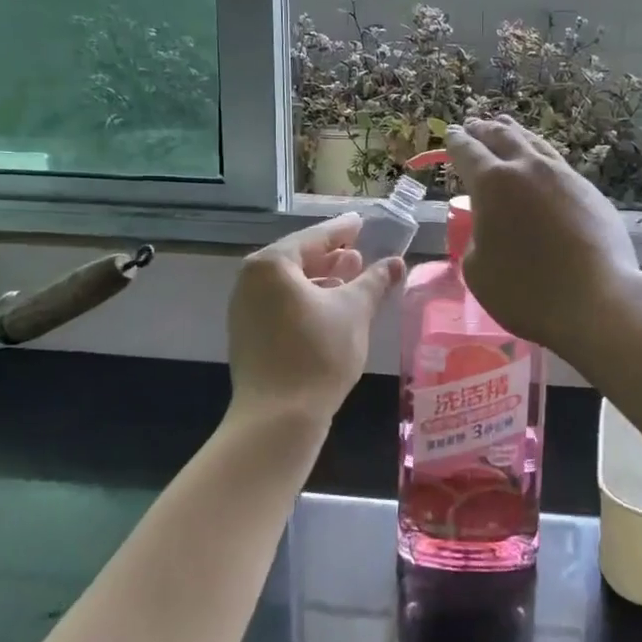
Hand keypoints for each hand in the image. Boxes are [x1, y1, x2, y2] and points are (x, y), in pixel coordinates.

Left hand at [227, 214, 404, 420]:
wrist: (279, 418)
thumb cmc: (318, 353)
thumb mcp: (355, 311)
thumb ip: (375, 281)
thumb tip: (397, 262)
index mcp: (271, 265)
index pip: (314, 237)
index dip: (342, 230)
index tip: (361, 222)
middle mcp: (250, 281)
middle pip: (298, 259)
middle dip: (331, 256)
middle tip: (360, 253)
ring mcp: (245, 310)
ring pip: (290, 285)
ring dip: (322, 280)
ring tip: (352, 279)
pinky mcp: (249, 336)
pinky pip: (281, 305)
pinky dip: (307, 301)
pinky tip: (332, 310)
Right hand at [443, 117, 641, 359]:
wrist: (598, 301)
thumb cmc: (526, 291)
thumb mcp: (478, 270)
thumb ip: (477, 237)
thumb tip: (489, 226)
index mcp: (492, 183)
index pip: (467, 151)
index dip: (456, 141)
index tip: (452, 133)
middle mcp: (528, 169)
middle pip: (502, 136)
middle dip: (484, 130)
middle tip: (474, 126)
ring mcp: (564, 176)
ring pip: (534, 144)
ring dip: (515, 134)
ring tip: (506, 129)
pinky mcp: (590, 192)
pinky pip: (557, 164)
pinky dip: (540, 156)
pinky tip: (541, 164)